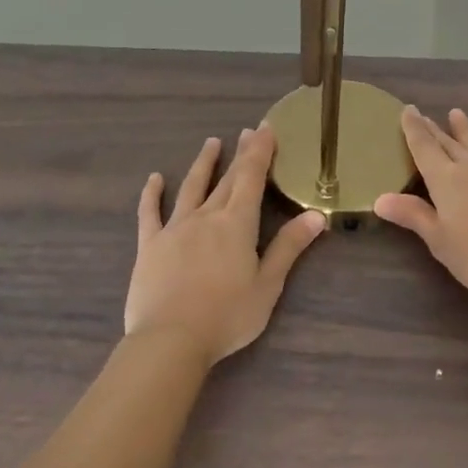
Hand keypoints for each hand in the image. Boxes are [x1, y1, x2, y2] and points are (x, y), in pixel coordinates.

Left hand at [126, 126, 324, 367]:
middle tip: (246, 131)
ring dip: (203, 164)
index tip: (265, 128)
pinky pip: (150, 213)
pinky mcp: (150, 245)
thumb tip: (316, 215)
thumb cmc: (227, 315)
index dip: (259, 152)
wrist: (171, 339)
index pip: (252, 178)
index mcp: (237, 224)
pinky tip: (155, 179)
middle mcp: (206, 216)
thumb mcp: (268, 284)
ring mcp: (175, 228)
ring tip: (211, 143)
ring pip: (191, 188)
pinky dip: (153, 194)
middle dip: (239, 154)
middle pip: (226, 179)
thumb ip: (289, 247)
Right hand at [374, 107, 467, 300]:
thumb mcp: (439, 240)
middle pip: (447, 143)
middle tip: (422, 114)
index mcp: (446, 180)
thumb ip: (413, 215)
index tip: (406, 110)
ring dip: (464, 130)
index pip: (424, 148)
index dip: (413, 129)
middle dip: (433, 129)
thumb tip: (380, 198)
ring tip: (456, 113)